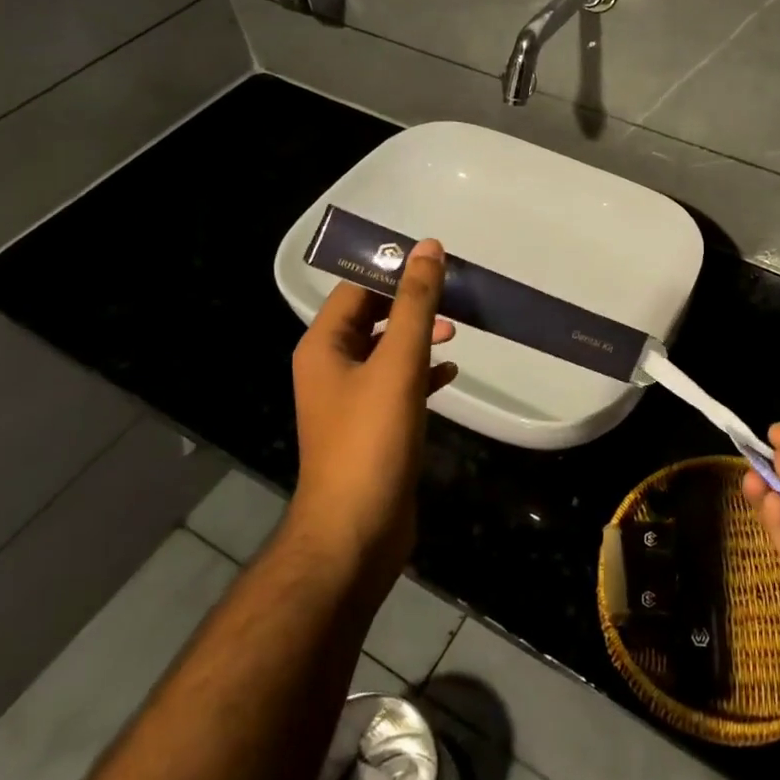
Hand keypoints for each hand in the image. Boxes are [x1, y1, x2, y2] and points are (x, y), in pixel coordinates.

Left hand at [289, 240, 457, 587]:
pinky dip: (422, 373)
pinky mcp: (371, 427)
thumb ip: (415, 304)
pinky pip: (397, 385)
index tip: (436, 261)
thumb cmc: (371, 440)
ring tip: (456, 331)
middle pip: (371, 317)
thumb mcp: (398, 363)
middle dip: (411, 304)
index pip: (356, 288)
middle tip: (453, 295)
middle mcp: (330, 367)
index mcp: (323, 346)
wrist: (356, 532)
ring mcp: (349, 400)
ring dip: (419, 337)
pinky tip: (450, 374)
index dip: (393, 270)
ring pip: (386, 351)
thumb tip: (427, 247)